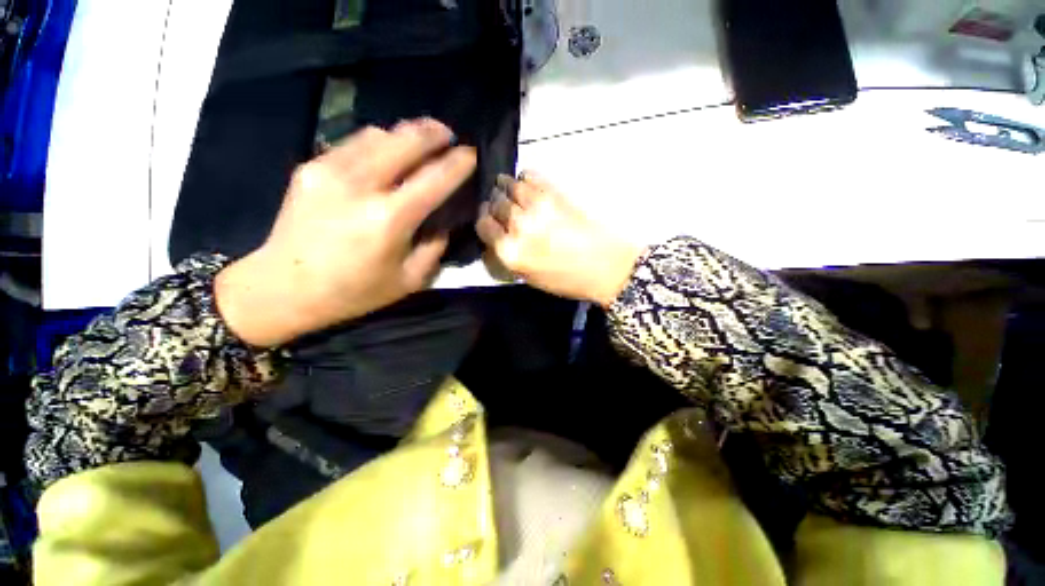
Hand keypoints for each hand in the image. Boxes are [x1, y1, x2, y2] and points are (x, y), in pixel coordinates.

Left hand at [216, 119, 476, 346]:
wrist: (283, 288)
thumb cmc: (353, 291)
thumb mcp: (409, 280)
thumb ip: (434, 248)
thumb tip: (443, 223)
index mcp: (389, 219)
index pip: (434, 179)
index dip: (457, 163)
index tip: (471, 153)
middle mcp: (361, 186)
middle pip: (404, 141)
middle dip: (433, 133)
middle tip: (448, 134)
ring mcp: (331, 170)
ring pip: (379, 134)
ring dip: (406, 133)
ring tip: (421, 139)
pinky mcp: (311, 167)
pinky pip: (354, 142)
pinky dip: (379, 142)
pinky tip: (388, 151)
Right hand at [476, 172, 641, 306]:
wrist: (606, 267)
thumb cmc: (568, 280)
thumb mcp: (529, 277)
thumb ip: (509, 255)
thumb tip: (497, 237)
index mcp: (510, 251)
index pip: (483, 226)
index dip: (486, 221)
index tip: (491, 220)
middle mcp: (517, 226)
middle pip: (495, 204)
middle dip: (496, 204)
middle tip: (503, 206)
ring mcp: (536, 206)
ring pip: (509, 185)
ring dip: (507, 186)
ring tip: (512, 189)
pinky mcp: (555, 192)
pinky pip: (530, 175)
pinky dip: (525, 178)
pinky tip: (529, 184)